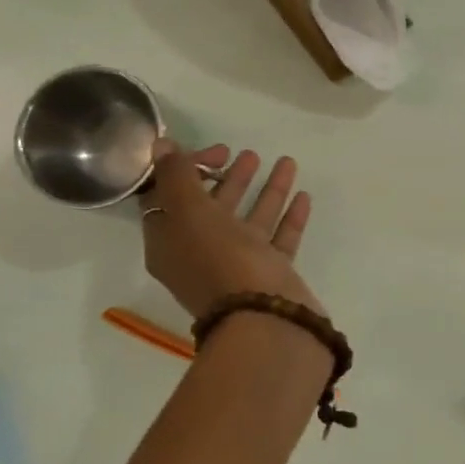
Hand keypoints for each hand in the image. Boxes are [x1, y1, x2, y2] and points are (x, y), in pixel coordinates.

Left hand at [140, 141, 321, 319]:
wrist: (265, 318)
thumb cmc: (221, 261)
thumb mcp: (190, 212)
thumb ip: (177, 175)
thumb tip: (161, 145)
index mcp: (170, 242)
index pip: (171, 197)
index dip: (189, 169)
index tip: (217, 151)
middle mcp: (201, 254)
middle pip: (213, 208)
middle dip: (231, 178)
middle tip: (249, 154)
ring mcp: (239, 266)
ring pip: (250, 221)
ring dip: (266, 191)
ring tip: (287, 162)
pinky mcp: (270, 275)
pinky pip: (278, 239)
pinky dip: (288, 217)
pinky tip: (303, 196)